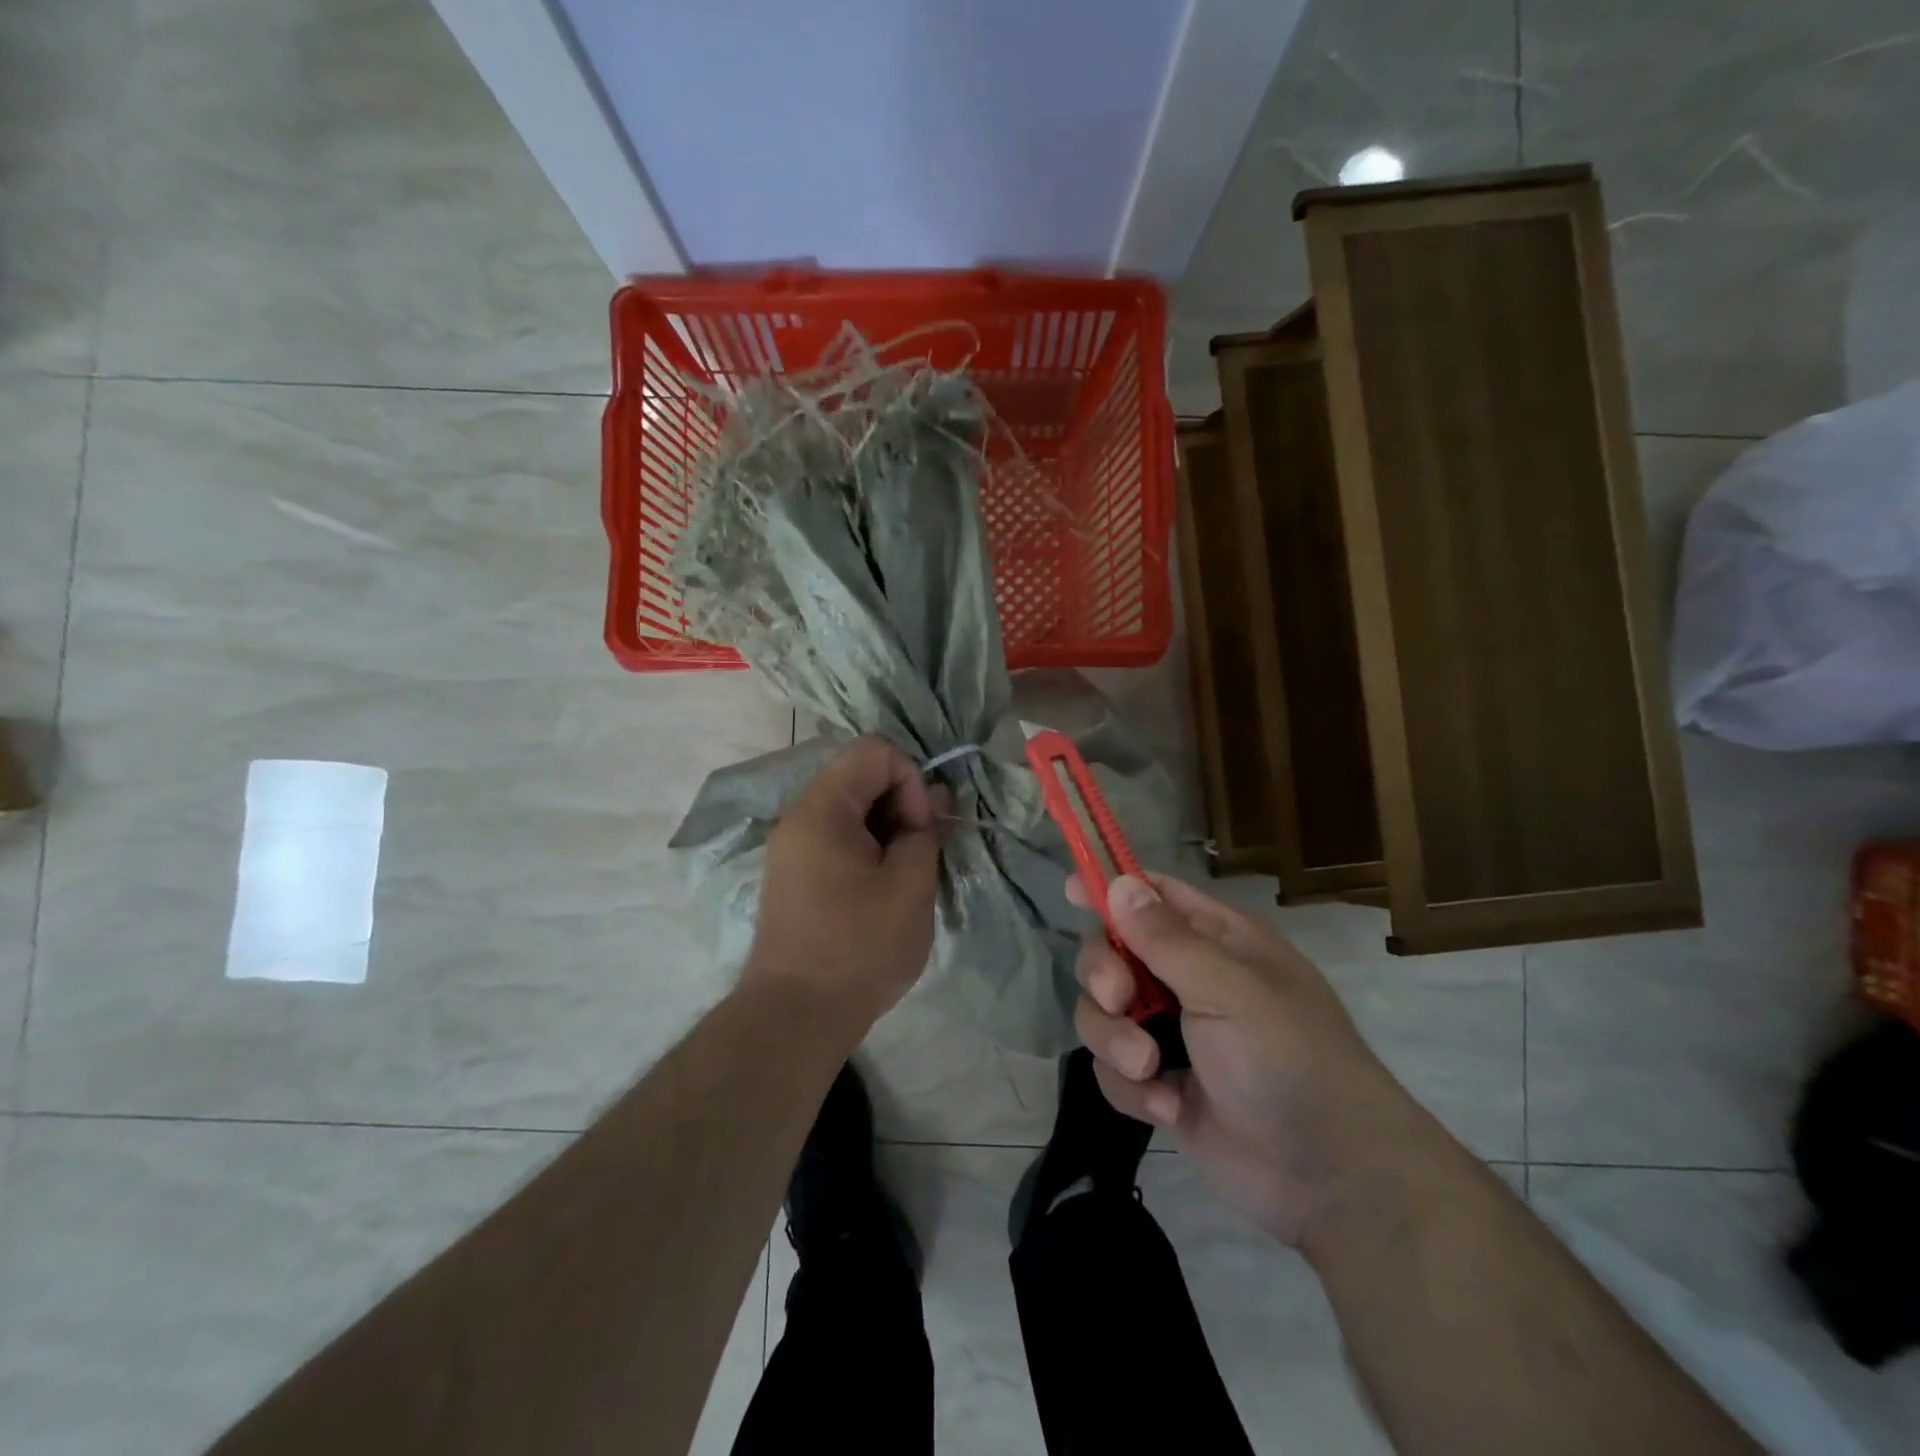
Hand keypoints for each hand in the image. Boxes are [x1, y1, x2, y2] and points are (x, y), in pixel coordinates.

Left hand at [743, 737, 948, 1033]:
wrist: (795, 1016)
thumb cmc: (858, 948)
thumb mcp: (910, 886)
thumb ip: (926, 832)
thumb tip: (933, 799)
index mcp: (822, 808)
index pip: (875, 752)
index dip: (910, 780)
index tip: (919, 830)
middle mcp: (799, 816)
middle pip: (860, 776)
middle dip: (901, 804)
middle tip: (921, 852)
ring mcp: (792, 845)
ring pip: (851, 809)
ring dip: (887, 829)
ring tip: (906, 874)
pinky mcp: (794, 873)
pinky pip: (836, 837)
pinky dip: (867, 848)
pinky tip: (882, 888)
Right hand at [1070, 872, 1426, 1246]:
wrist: (1331, 1178)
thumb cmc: (1289, 1059)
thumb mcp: (1229, 990)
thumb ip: (1166, 939)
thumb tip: (1118, 883)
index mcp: (1215, 942)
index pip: (1153, 897)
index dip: (1111, 889)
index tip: (1069, 891)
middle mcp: (1188, 981)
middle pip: (1111, 954)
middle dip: (1103, 976)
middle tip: (1120, 1000)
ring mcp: (1172, 1036)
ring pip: (1103, 1014)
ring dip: (1115, 1040)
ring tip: (1150, 1069)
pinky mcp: (1160, 1087)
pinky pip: (1112, 1070)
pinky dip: (1132, 1088)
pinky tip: (1168, 1108)